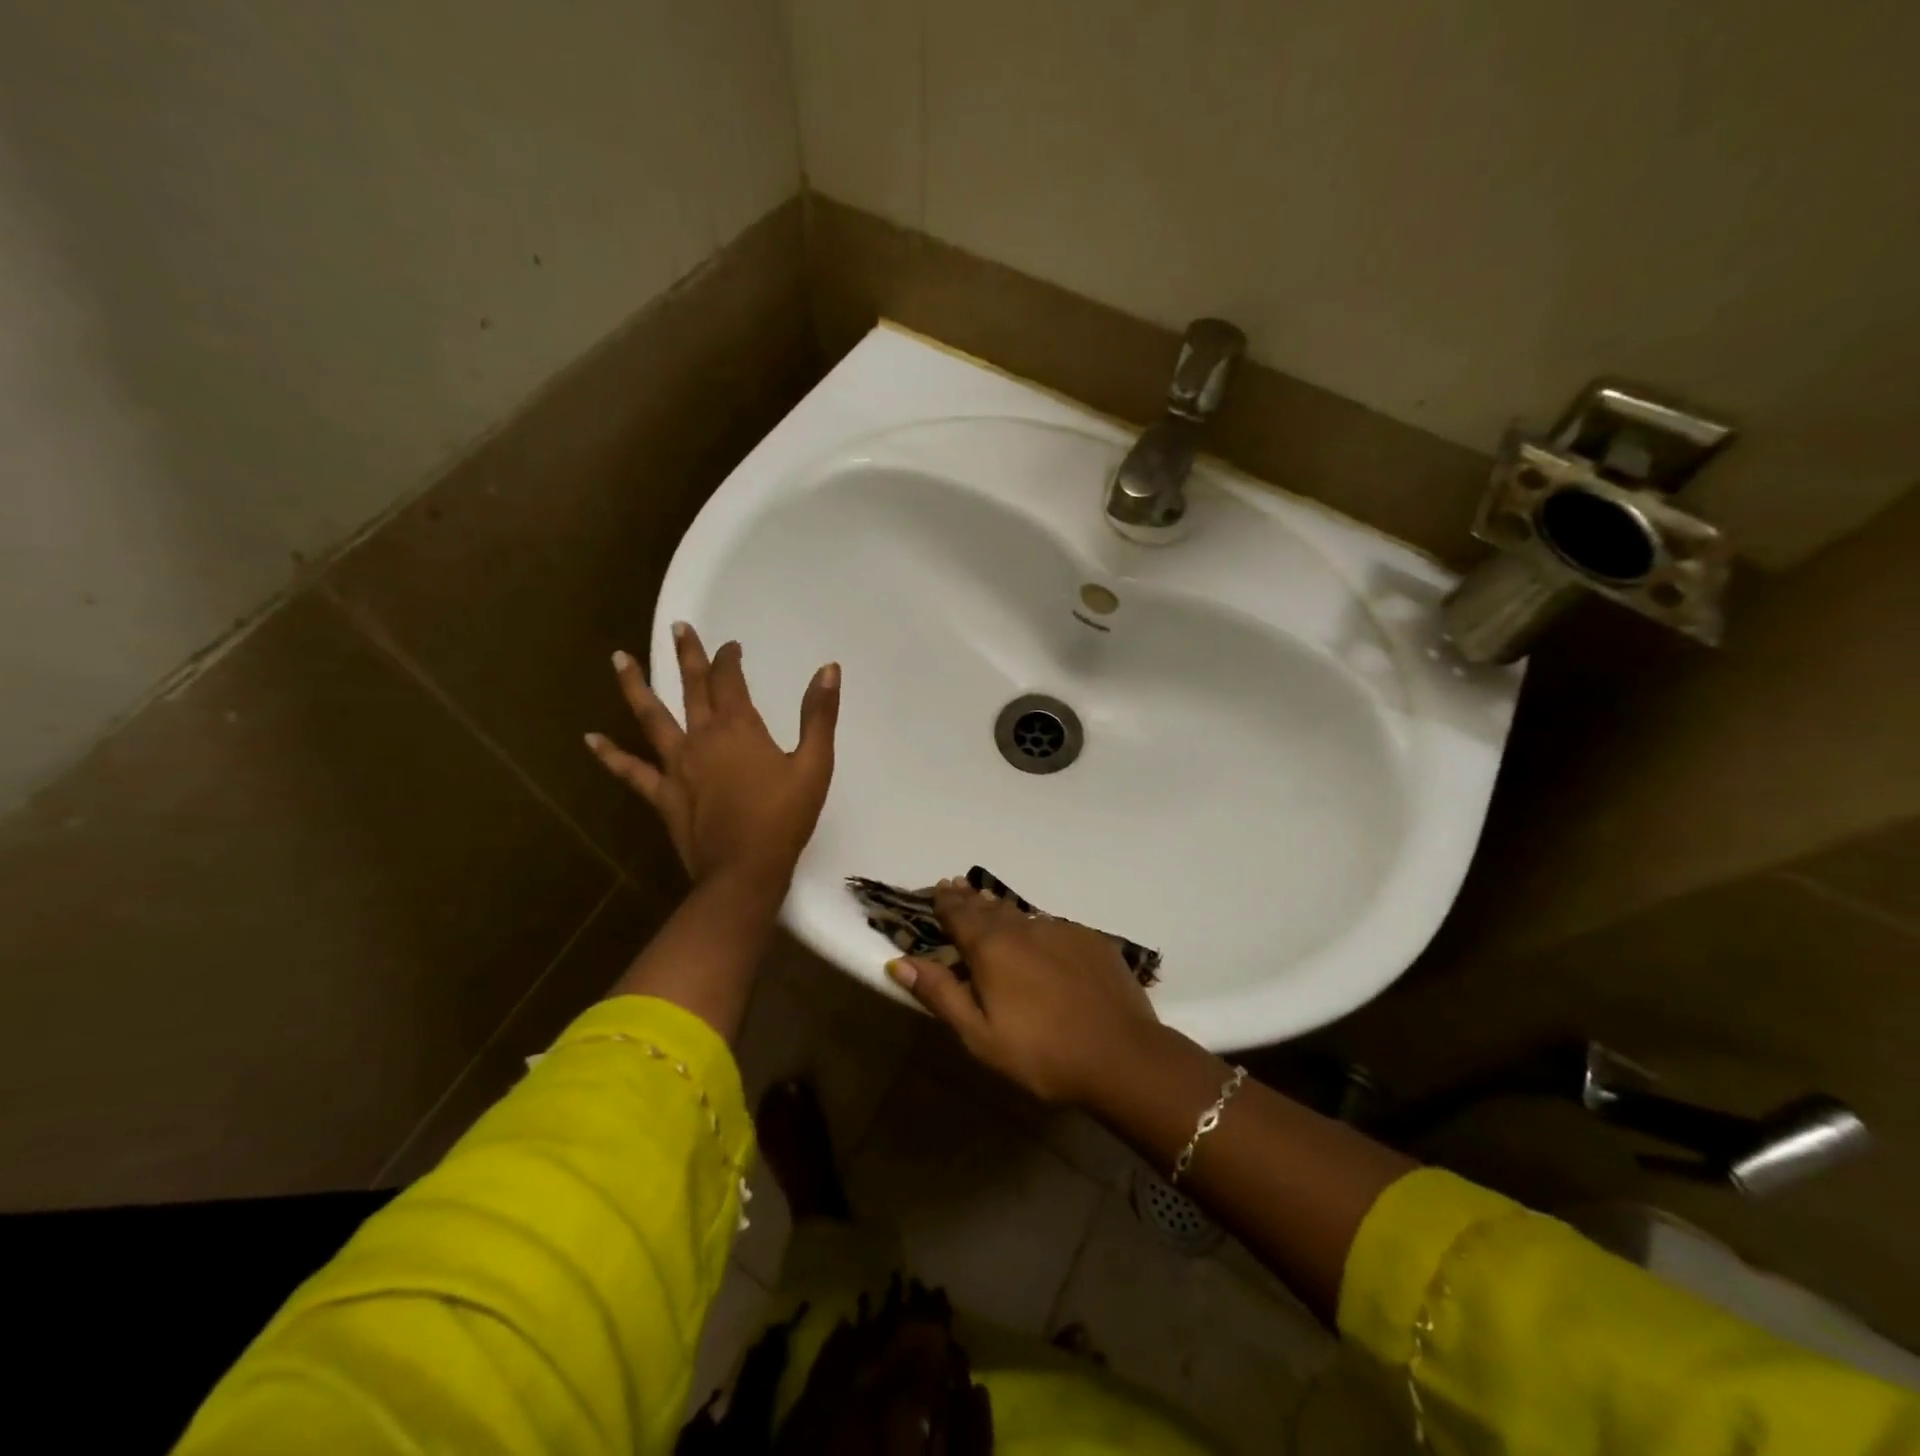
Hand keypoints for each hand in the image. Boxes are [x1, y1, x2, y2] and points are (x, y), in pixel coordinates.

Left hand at [586, 622, 839, 886]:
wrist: (745, 870)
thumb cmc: (784, 817)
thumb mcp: (814, 765)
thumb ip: (819, 716)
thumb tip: (829, 669)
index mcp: (738, 728)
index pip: (730, 680)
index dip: (729, 658)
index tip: (731, 646)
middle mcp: (701, 737)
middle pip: (691, 687)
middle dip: (686, 655)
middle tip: (677, 627)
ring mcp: (676, 765)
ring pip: (651, 717)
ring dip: (635, 686)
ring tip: (618, 658)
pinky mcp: (663, 794)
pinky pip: (632, 771)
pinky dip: (610, 755)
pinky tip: (590, 739)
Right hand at [886, 879, 1160, 1104]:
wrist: (1120, 1054)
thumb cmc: (1040, 1052)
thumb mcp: (979, 1034)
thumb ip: (940, 994)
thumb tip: (900, 961)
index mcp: (991, 947)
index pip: (959, 914)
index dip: (945, 902)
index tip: (938, 889)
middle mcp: (1023, 927)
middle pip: (989, 907)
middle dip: (970, 899)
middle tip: (958, 887)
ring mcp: (1061, 930)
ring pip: (1022, 915)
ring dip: (1002, 910)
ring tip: (991, 906)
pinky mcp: (1091, 940)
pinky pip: (1054, 928)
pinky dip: (1038, 929)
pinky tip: (1041, 940)